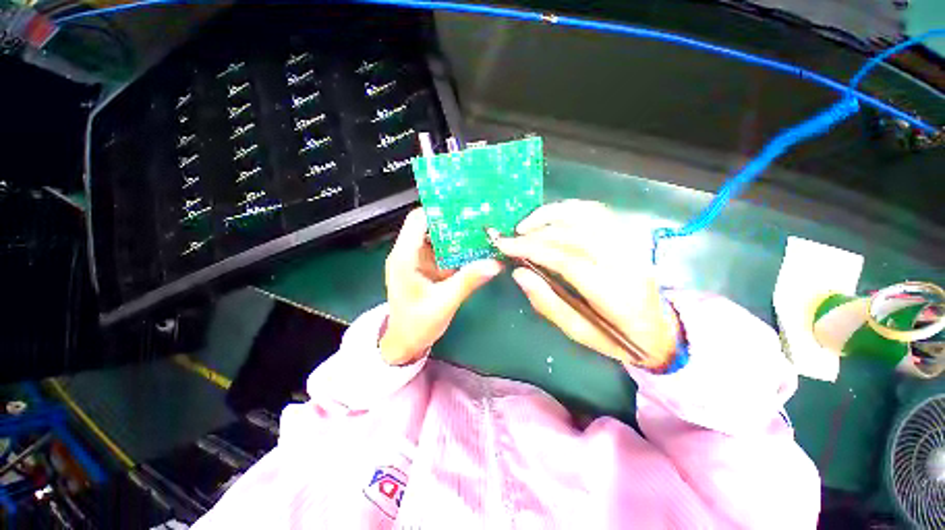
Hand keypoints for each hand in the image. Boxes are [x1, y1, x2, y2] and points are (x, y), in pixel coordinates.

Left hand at [380, 209, 502, 364]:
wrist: (405, 344)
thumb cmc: (416, 325)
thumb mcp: (444, 303)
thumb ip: (468, 281)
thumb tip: (495, 263)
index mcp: (404, 257)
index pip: (418, 220)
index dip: (439, 211)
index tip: (465, 209)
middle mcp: (409, 253)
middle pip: (430, 226)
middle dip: (454, 222)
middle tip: (480, 219)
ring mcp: (418, 260)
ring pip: (438, 238)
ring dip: (458, 235)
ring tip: (482, 231)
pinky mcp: (427, 268)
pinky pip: (443, 252)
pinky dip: (458, 250)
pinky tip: (476, 250)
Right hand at [492, 200, 678, 369]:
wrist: (659, 328)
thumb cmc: (616, 336)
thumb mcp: (578, 332)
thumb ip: (547, 303)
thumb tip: (519, 273)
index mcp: (615, 295)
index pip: (567, 261)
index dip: (533, 249)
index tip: (505, 246)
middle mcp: (626, 263)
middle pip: (575, 234)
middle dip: (536, 233)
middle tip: (511, 238)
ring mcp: (631, 245)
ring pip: (587, 215)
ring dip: (551, 214)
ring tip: (526, 225)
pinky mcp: (628, 236)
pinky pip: (596, 212)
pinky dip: (569, 209)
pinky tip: (550, 218)